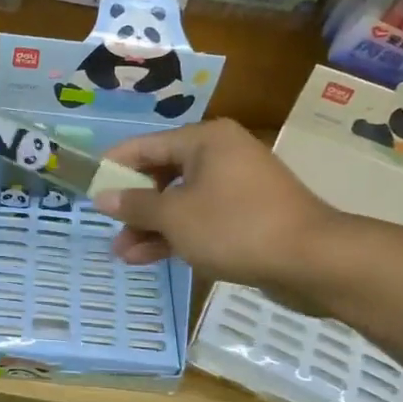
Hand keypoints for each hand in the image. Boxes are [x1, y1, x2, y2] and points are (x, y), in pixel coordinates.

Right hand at [94, 120, 339, 292]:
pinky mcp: (248, 215)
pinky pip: (203, 219)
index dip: (114, 167)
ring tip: (123, 254)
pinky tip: (150, 257)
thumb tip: (103, 197)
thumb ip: (136, 206)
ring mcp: (237, 186)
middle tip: (108, 229)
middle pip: (163, 174)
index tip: (89, 188)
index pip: (145, 146)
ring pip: (182, 201)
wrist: (313, 260)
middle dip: (134, 206)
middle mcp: (221, 155)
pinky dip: (179, 235)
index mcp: (204, 140)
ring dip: (153, 227)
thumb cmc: (236, 227)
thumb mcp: (176, 217)